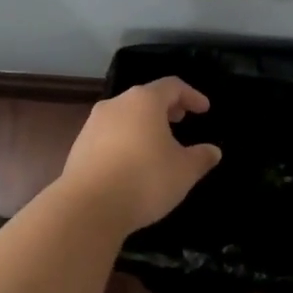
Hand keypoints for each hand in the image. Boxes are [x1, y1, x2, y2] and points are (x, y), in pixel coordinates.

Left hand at [57, 77, 221, 232]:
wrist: (88, 207)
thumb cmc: (144, 180)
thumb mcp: (184, 171)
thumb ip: (201, 157)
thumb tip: (213, 151)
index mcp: (144, 101)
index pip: (172, 86)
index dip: (191, 95)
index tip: (204, 109)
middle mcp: (116, 104)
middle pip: (145, 97)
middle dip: (166, 107)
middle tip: (180, 119)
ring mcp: (93, 124)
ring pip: (125, 115)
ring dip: (143, 124)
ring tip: (157, 143)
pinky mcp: (79, 145)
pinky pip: (109, 134)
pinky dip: (125, 139)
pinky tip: (132, 162)